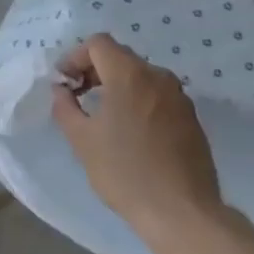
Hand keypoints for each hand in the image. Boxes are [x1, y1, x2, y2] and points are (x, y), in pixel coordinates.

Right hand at [52, 35, 221, 234]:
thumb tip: (62, 90)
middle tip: (78, 97)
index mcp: (130, 75)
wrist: (181, 211)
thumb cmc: (125, 172)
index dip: (75, 57)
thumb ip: (65, 107)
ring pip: (141, 76)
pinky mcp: (191, 117)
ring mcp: (179, 96)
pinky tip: (131, 132)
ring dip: (117, 86)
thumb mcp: (82, 140)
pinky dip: (138, 101)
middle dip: (94, 70)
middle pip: (120, 57)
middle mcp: (158, 76)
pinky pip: (158, 96)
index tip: (64, 83)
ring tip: (103, 116)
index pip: (98, 43)